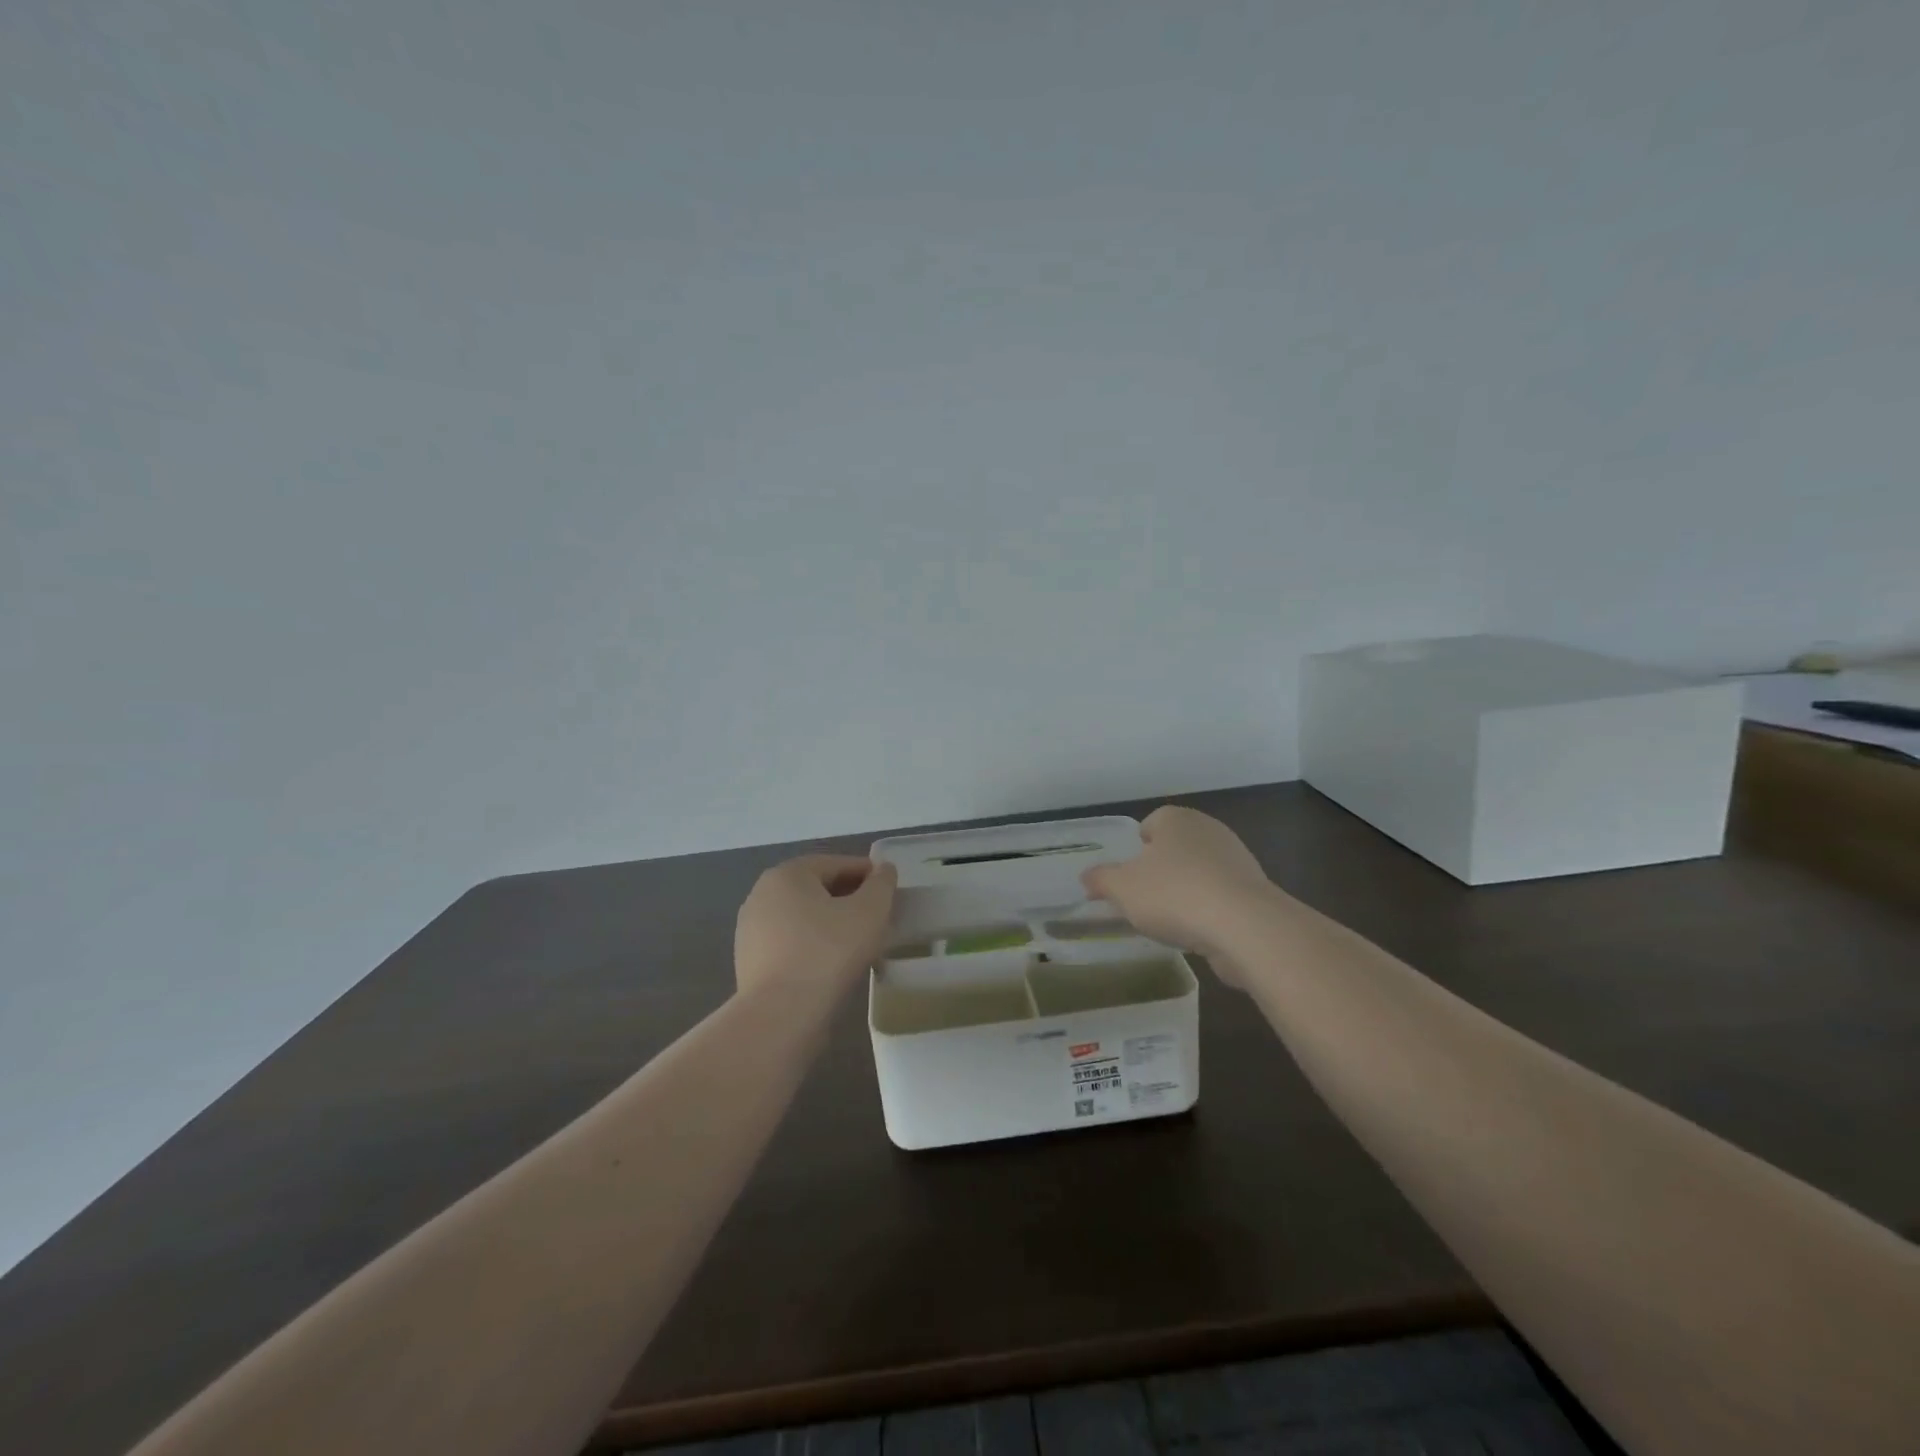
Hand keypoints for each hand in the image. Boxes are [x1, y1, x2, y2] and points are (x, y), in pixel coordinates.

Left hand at [734, 854, 897, 997]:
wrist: (780, 1016)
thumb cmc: (828, 953)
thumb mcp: (869, 912)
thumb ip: (881, 884)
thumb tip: (883, 870)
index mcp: (787, 874)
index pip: (836, 864)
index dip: (868, 874)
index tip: (890, 890)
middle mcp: (762, 894)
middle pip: (817, 889)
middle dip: (850, 900)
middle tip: (878, 918)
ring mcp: (751, 930)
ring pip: (804, 918)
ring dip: (832, 924)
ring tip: (861, 944)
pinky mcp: (749, 962)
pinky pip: (791, 944)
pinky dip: (814, 947)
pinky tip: (834, 966)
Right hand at [1081, 807, 1272, 977]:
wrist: (1245, 927)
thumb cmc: (1175, 894)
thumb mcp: (1122, 888)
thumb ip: (1101, 880)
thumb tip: (1087, 877)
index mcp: (1176, 819)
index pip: (1150, 824)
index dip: (1135, 849)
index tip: (1127, 877)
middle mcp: (1208, 830)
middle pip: (1174, 848)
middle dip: (1159, 871)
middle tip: (1142, 899)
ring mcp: (1236, 859)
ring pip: (1198, 873)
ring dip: (1184, 892)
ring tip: (1169, 921)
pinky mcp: (1254, 891)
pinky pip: (1220, 896)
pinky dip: (1207, 910)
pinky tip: (1197, 932)